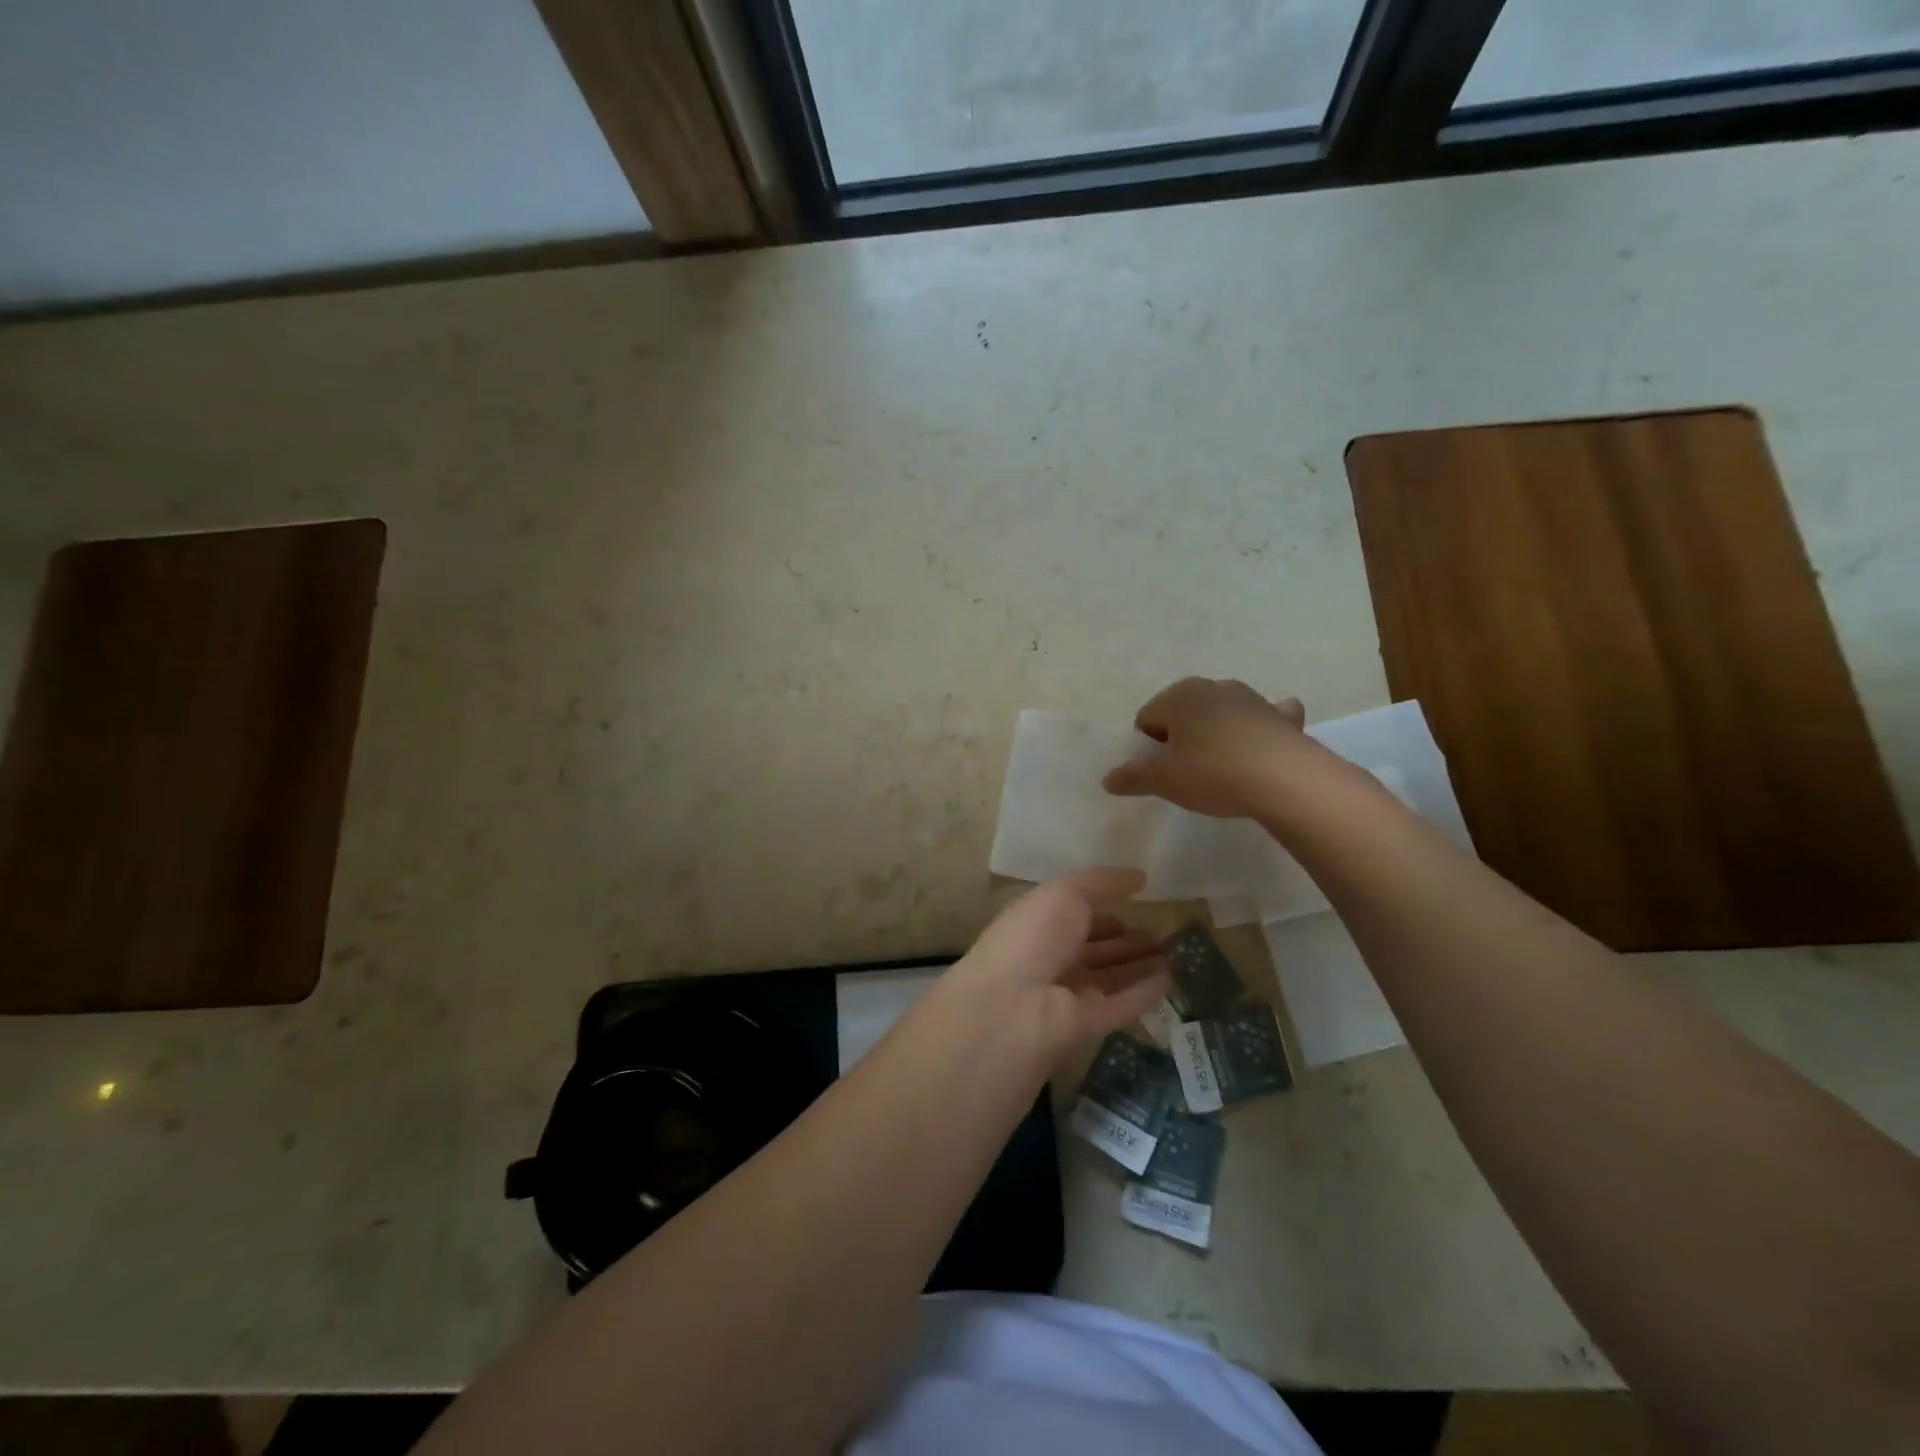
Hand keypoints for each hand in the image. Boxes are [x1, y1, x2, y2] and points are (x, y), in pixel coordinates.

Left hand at [937, 868, 1169, 1064]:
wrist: (1014, 1006)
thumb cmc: (1033, 936)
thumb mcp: (1066, 894)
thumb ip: (1102, 882)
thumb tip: (1140, 875)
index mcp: (1038, 925)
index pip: (1075, 916)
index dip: (1103, 909)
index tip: (1137, 901)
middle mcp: (1053, 959)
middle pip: (1096, 949)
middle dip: (1126, 940)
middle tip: (1163, 931)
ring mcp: (1071, 994)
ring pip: (1112, 977)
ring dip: (1141, 965)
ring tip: (1175, 951)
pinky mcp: (1090, 1024)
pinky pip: (1124, 1004)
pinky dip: (1146, 992)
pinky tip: (1171, 978)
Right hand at [1103, 677, 1312, 817]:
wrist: (1284, 779)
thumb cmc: (1212, 772)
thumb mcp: (1163, 780)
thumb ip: (1132, 776)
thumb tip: (1108, 779)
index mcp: (1179, 696)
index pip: (1147, 717)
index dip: (1148, 746)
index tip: (1160, 771)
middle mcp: (1213, 687)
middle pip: (1183, 712)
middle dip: (1181, 736)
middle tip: (1186, 771)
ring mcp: (1251, 698)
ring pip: (1221, 712)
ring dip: (1216, 731)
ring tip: (1221, 766)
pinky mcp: (1281, 717)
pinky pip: (1265, 716)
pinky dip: (1261, 726)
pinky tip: (1261, 744)